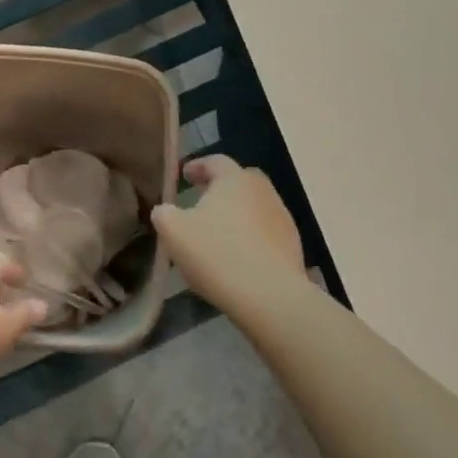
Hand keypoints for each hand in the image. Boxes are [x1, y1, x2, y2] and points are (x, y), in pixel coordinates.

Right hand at [150, 156, 306, 309]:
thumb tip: (164, 211)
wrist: (270, 296)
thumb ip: (164, 214)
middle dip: (221, 187)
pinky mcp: (292, 244)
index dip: (198, 166)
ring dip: (238, 213)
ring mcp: (281, 217)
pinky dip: (251, 236)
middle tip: (203, 200)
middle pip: (240, 180)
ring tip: (220, 232)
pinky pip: (266, 231)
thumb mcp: (174, 232)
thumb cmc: (217, 254)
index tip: (185, 176)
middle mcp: (262, 190)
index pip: (215, 161)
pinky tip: (239, 256)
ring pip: (255, 206)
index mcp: (234, 179)